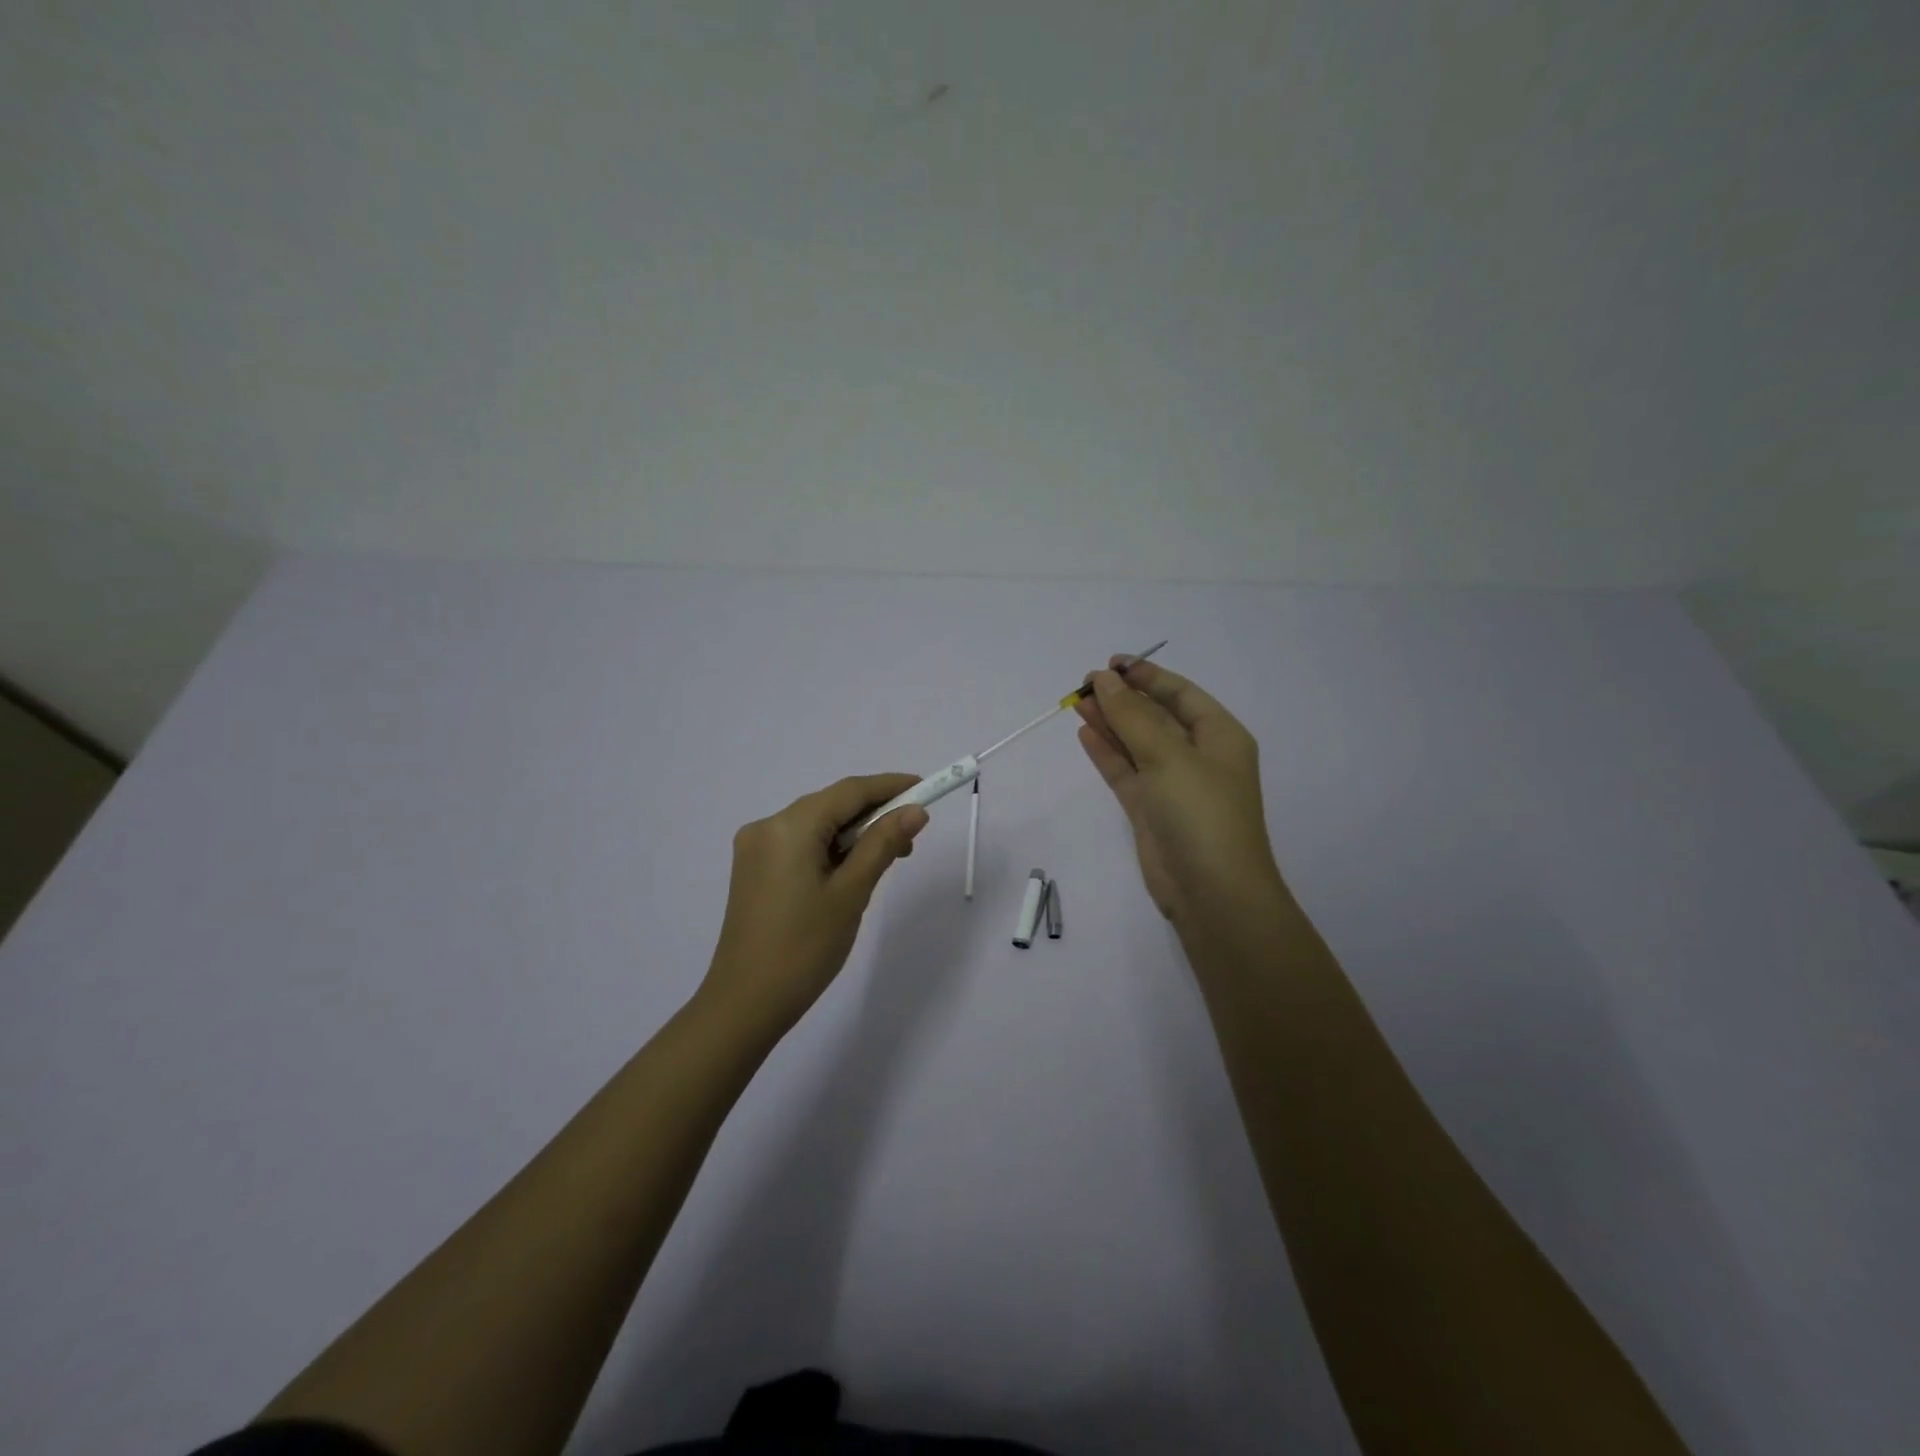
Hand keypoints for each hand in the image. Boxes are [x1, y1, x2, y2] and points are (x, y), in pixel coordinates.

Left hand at [698, 774, 928, 1042]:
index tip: (926, 789)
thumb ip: (883, 844)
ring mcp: (756, 848)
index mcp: (789, 826)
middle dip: (874, 814)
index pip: (850, 791)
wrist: (745, 1004)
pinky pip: (800, 844)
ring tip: (887, 860)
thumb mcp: (852, 893)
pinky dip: (830, 849)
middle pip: (831, 805)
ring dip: (853, 834)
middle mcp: (767, 826)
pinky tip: (851, 871)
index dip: (890, 786)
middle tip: (912, 837)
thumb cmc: (804, 948)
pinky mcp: (753, 870)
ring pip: (817, 825)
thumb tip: (915, 810)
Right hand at [1075, 658, 1283, 925]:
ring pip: (1137, 743)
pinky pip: (1126, 771)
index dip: (1147, 676)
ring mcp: (1173, 784)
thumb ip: (1132, 716)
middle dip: (1123, 699)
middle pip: (1156, 717)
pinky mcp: (1151, 809)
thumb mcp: (1168, 756)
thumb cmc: (1201, 813)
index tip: (1111, 663)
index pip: (1180, 694)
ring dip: (1110, 723)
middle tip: (1085, 684)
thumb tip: (1104, 679)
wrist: (1212, 892)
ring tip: (1078, 703)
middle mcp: (1198, 756)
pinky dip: (1106, 753)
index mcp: (1219, 736)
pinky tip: (1085, 734)